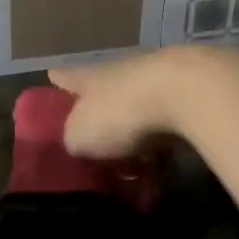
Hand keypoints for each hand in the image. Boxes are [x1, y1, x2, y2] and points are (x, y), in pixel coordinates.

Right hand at [48, 47, 209, 158]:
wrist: (188, 93)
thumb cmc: (121, 112)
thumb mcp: (80, 135)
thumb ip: (73, 139)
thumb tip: (77, 143)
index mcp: (89, 78)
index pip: (66, 76)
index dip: (58, 80)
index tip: (51, 76)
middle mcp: (119, 73)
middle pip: (103, 90)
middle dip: (98, 111)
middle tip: (92, 138)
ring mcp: (156, 81)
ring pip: (136, 107)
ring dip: (133, 130)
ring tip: (130, 161)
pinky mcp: (186, 96)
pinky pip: (165, 124)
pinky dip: (161, 142)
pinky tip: (162, 165)